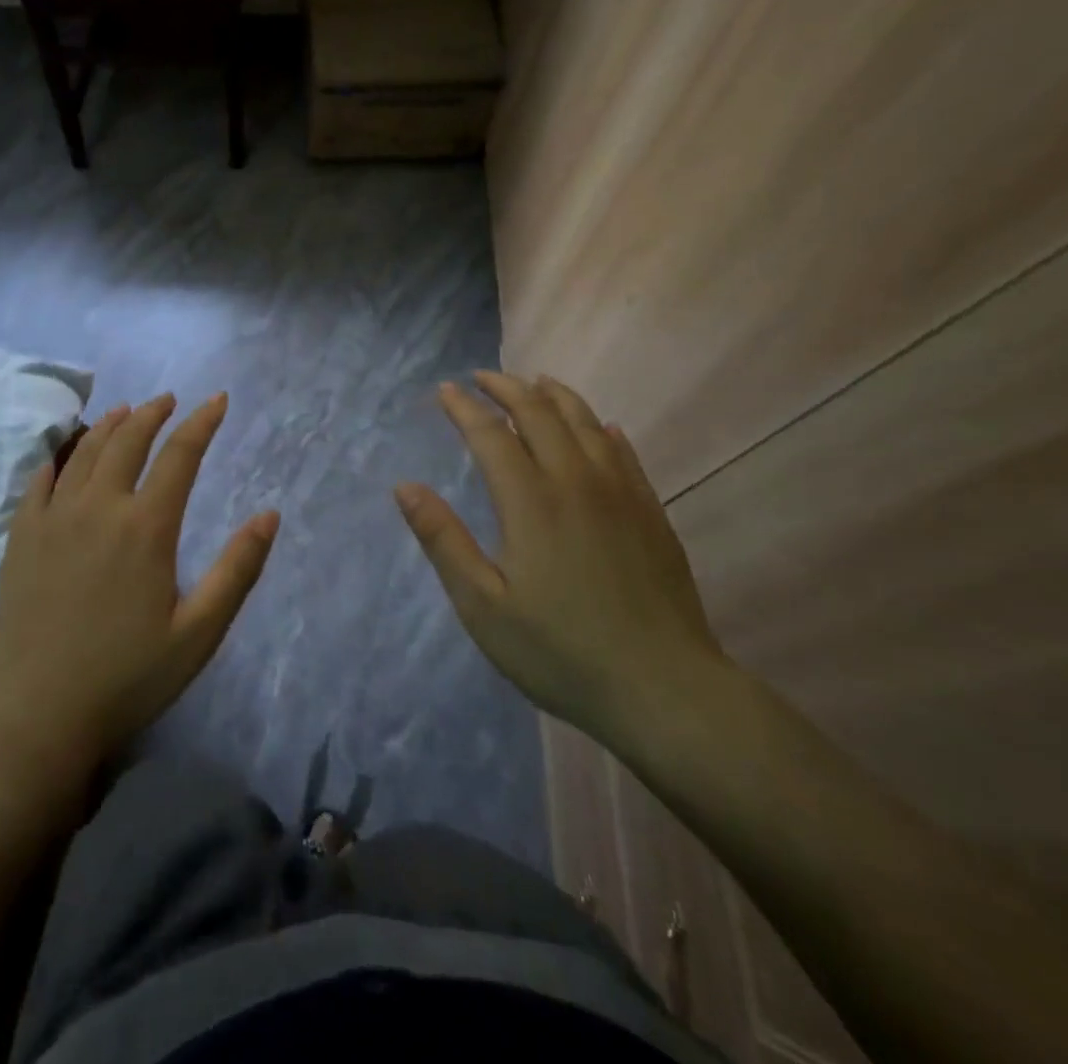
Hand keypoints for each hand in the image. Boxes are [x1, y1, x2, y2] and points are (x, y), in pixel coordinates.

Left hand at [0, 392, 279, 775]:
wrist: (37, 714)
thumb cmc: (128, 676)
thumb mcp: (199, 632)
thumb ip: (237, 569)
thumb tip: (269, 515)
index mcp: (146, 527)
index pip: (179, 455)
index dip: (202, 423)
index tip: (217, 400)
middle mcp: (98, 508)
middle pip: (128, 441)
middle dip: (153, 413)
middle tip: (169, 400)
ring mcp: (54, 519)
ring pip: (84, 452)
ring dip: (109, 425)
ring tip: (125, 411)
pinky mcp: (22, 537)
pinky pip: (40, 480)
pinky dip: (59, 456)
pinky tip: (66, 453)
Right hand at [395, 372, 729, 742]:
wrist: (663, 689)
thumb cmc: (560, 651)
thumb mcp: (483, 605)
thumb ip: (443, 540)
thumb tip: (404, 487)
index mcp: (531, 501)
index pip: (491, 433)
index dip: (464, 407)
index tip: (444, 390)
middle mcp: (576, 481)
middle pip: (540, 413)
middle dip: (507, 387)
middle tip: (482, 377)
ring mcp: (621, 493)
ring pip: (586, 422)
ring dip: (555, 396)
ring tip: (535, 382)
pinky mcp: (651, 513)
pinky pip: (624, 452)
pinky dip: (603, 429)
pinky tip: (601, 428)